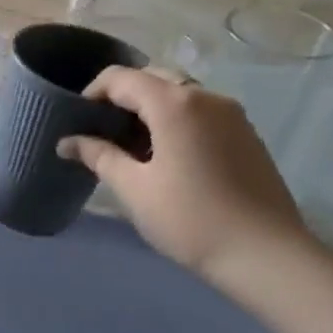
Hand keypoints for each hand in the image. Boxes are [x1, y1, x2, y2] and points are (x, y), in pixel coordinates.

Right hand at [57, 66, 312, 282]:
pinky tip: (165, 156)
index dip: (92, 93)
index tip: (77, 121)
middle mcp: (206, 97)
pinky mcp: (246, 134)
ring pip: (179, 94)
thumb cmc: (190, 218)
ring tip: (130, 147)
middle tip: (101, 132)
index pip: (121, 78)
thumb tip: (67, 142)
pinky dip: (174, 120)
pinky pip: (200, 112)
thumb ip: (98, 156)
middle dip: (121, 98)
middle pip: (153, 79)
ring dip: (149, 109)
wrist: (266, 255)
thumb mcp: (133, 188)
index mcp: (175, 104)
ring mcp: (232, 115)